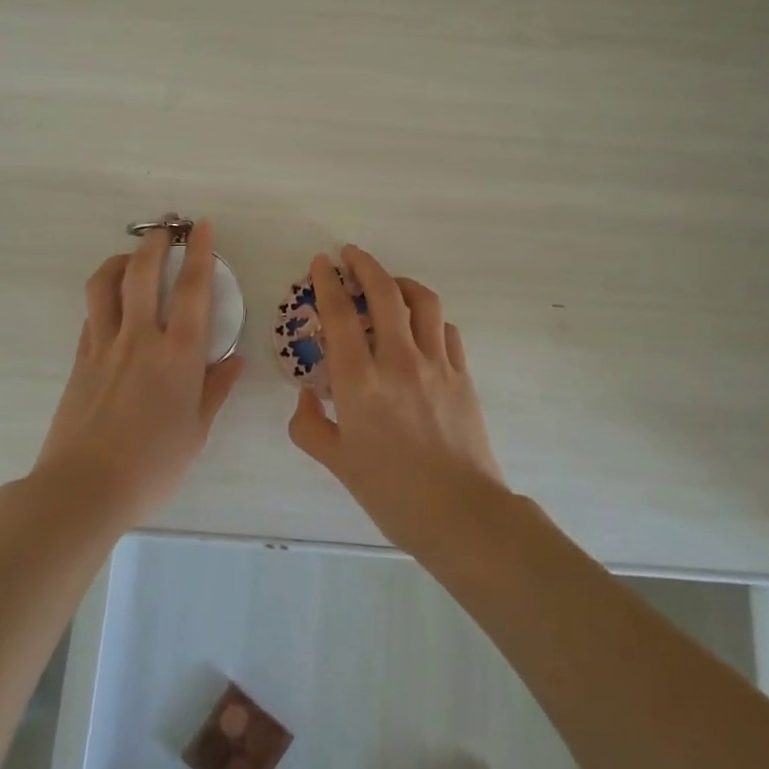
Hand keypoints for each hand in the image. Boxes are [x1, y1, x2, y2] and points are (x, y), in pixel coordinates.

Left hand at [32, 222, 244, 530]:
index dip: (201, 253)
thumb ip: (216, 389)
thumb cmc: (153, 465)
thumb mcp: (196, 431)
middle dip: (155, 242)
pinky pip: (91, 314)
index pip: (194, 290)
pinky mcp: (80, 359)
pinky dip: (103, 298)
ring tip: (132, 258)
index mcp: (178, 354)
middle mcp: (140, 338)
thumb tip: (235, 360)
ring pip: (105, 284)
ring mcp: (104, 345)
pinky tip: (111, 304)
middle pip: (143, 272)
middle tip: (164, 229)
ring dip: (120, 261)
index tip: (203, 228)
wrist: (84, 487)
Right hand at [288, 245, 508, 554]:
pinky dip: (430, 317)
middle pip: (384, 291)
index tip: (322, 261)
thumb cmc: (392, 493)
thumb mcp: (338, 463)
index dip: (328, 282)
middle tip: (351, 254)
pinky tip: (421, 325)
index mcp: (360, 381)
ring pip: (422, 301)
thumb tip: (305, 396)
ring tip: (388, 282)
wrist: (461, 514)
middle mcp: (398, 360)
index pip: (340, 314)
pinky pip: (446, 329)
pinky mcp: (463, 374)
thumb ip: (310, 426)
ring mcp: (436, 363)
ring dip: (401, 282)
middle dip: (365, 264)